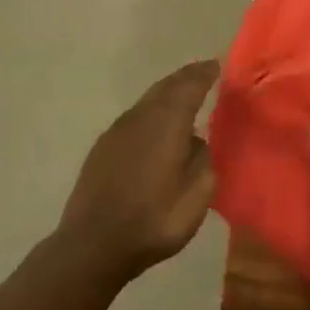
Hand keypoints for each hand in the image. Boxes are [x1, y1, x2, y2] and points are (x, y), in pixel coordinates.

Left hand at [59, 60, 219, 281]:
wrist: (93, 244)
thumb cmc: (152, 221)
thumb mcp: (196, 196)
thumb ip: (202, 161)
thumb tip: (196, 142)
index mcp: (166, 123)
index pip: (189, 86)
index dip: (204, 74)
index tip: (217, 65)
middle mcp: (140, 117)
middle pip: (166, 87)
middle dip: (185, 77)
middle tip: (203, 73)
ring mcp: (117, 131)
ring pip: (147, 101)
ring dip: (167, 94)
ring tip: (183, 97)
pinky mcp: (102, 147)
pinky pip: (134, 117)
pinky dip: (151, 112)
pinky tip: (156, 127)